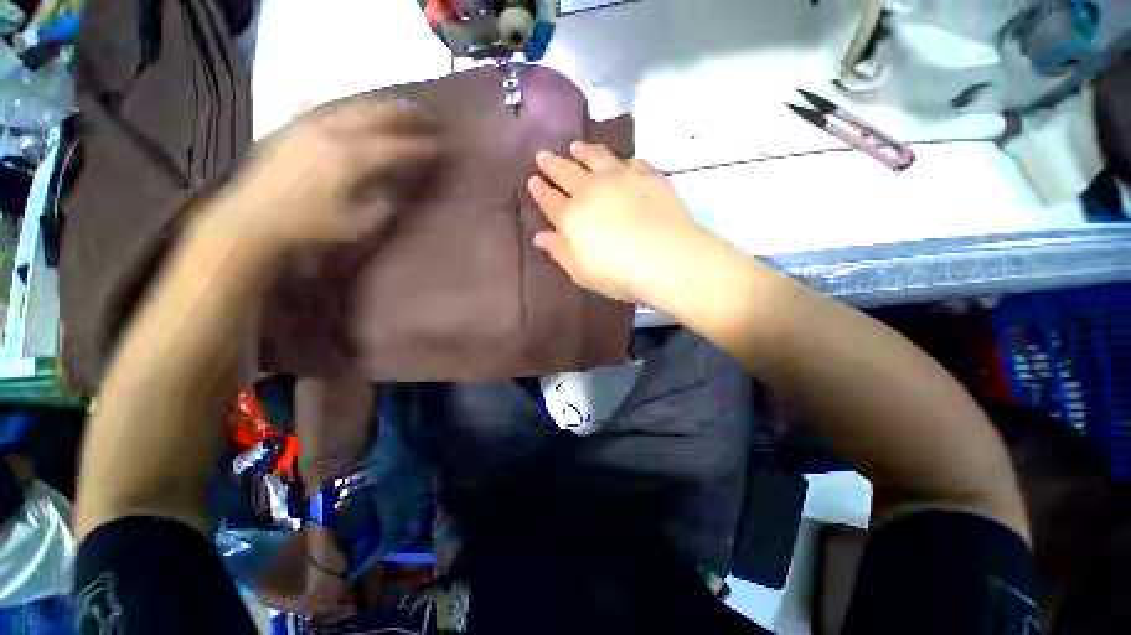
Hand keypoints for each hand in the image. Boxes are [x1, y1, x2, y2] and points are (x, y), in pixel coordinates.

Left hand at [217, 99, 437, 247]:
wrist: (252, 218)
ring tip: (396, 108)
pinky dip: (349, 108)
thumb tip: (392, 192)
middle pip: (375, 114)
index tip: (439, 147)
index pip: (395, 148)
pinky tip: (355, 111)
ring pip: (352, 106)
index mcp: (351, 159)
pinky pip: (328, 109)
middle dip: (403, 113)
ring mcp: (310, 126)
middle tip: (424, 113)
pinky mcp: (293, 127)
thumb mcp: (357, 226)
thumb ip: (382, 207)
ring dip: (378, 106)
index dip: (420, 148)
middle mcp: (332, 133)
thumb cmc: (308, 226)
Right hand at [528, 142, 710, 303]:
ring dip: (582, 151)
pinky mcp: (647, 175)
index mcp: (571, 216)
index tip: (533, 179)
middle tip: (543, 155)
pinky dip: (619, 159)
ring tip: (575, 147)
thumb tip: (540, 236)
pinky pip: (629, 161)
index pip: (549, 199)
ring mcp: (620, 178)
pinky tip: (619, 161)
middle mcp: (591, 190)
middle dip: (552, 164)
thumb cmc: (617, 273)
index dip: (539, 189)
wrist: (666, 259)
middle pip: (566, 172)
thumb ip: (559, 251)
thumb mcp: (581, 271)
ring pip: (595, 157)